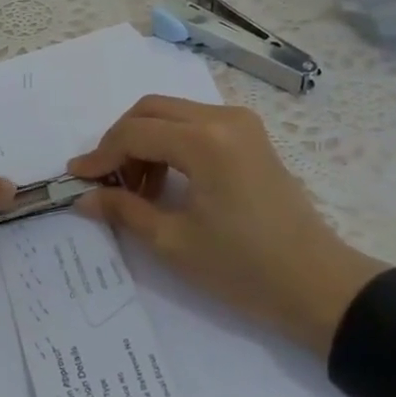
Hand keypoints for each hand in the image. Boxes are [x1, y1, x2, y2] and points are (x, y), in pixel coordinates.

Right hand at [70, 96, 384, 357]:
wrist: (319, 286)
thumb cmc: (244, 268)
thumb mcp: (174, 242)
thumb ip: (124, 210)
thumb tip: (83, 198)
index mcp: (205, 141)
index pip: (135, 133)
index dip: (100, 155)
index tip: (76, 179)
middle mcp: (223, 118)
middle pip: (151, 109)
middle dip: (120, 141)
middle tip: (105, 180)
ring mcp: (241, 123)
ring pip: (172, 113)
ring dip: (145, 140)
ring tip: (136, 188)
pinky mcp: (250, 136)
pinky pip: (195, 124)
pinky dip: (170, 142)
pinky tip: (165, 180)